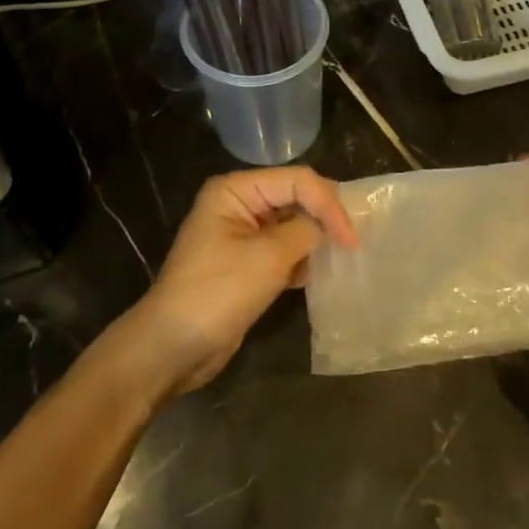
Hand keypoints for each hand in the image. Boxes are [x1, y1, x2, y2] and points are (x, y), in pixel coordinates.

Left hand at [124, 166, 356, 402]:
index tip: (352, 240)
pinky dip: (304, 259)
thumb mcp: (268, 257)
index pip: (297, 180)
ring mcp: (242, 234)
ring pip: (293, 224)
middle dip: (326, 217)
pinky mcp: (247, 263)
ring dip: (317, 239)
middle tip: (355, 242)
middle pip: (296, 196)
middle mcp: (238, 204)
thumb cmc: (218, 293)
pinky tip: (319, 275)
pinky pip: (285, 250)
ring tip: (345, 257)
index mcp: (235, 190)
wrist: (173, 347)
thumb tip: (329, 228)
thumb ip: (306, 231)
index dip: (329, 204)